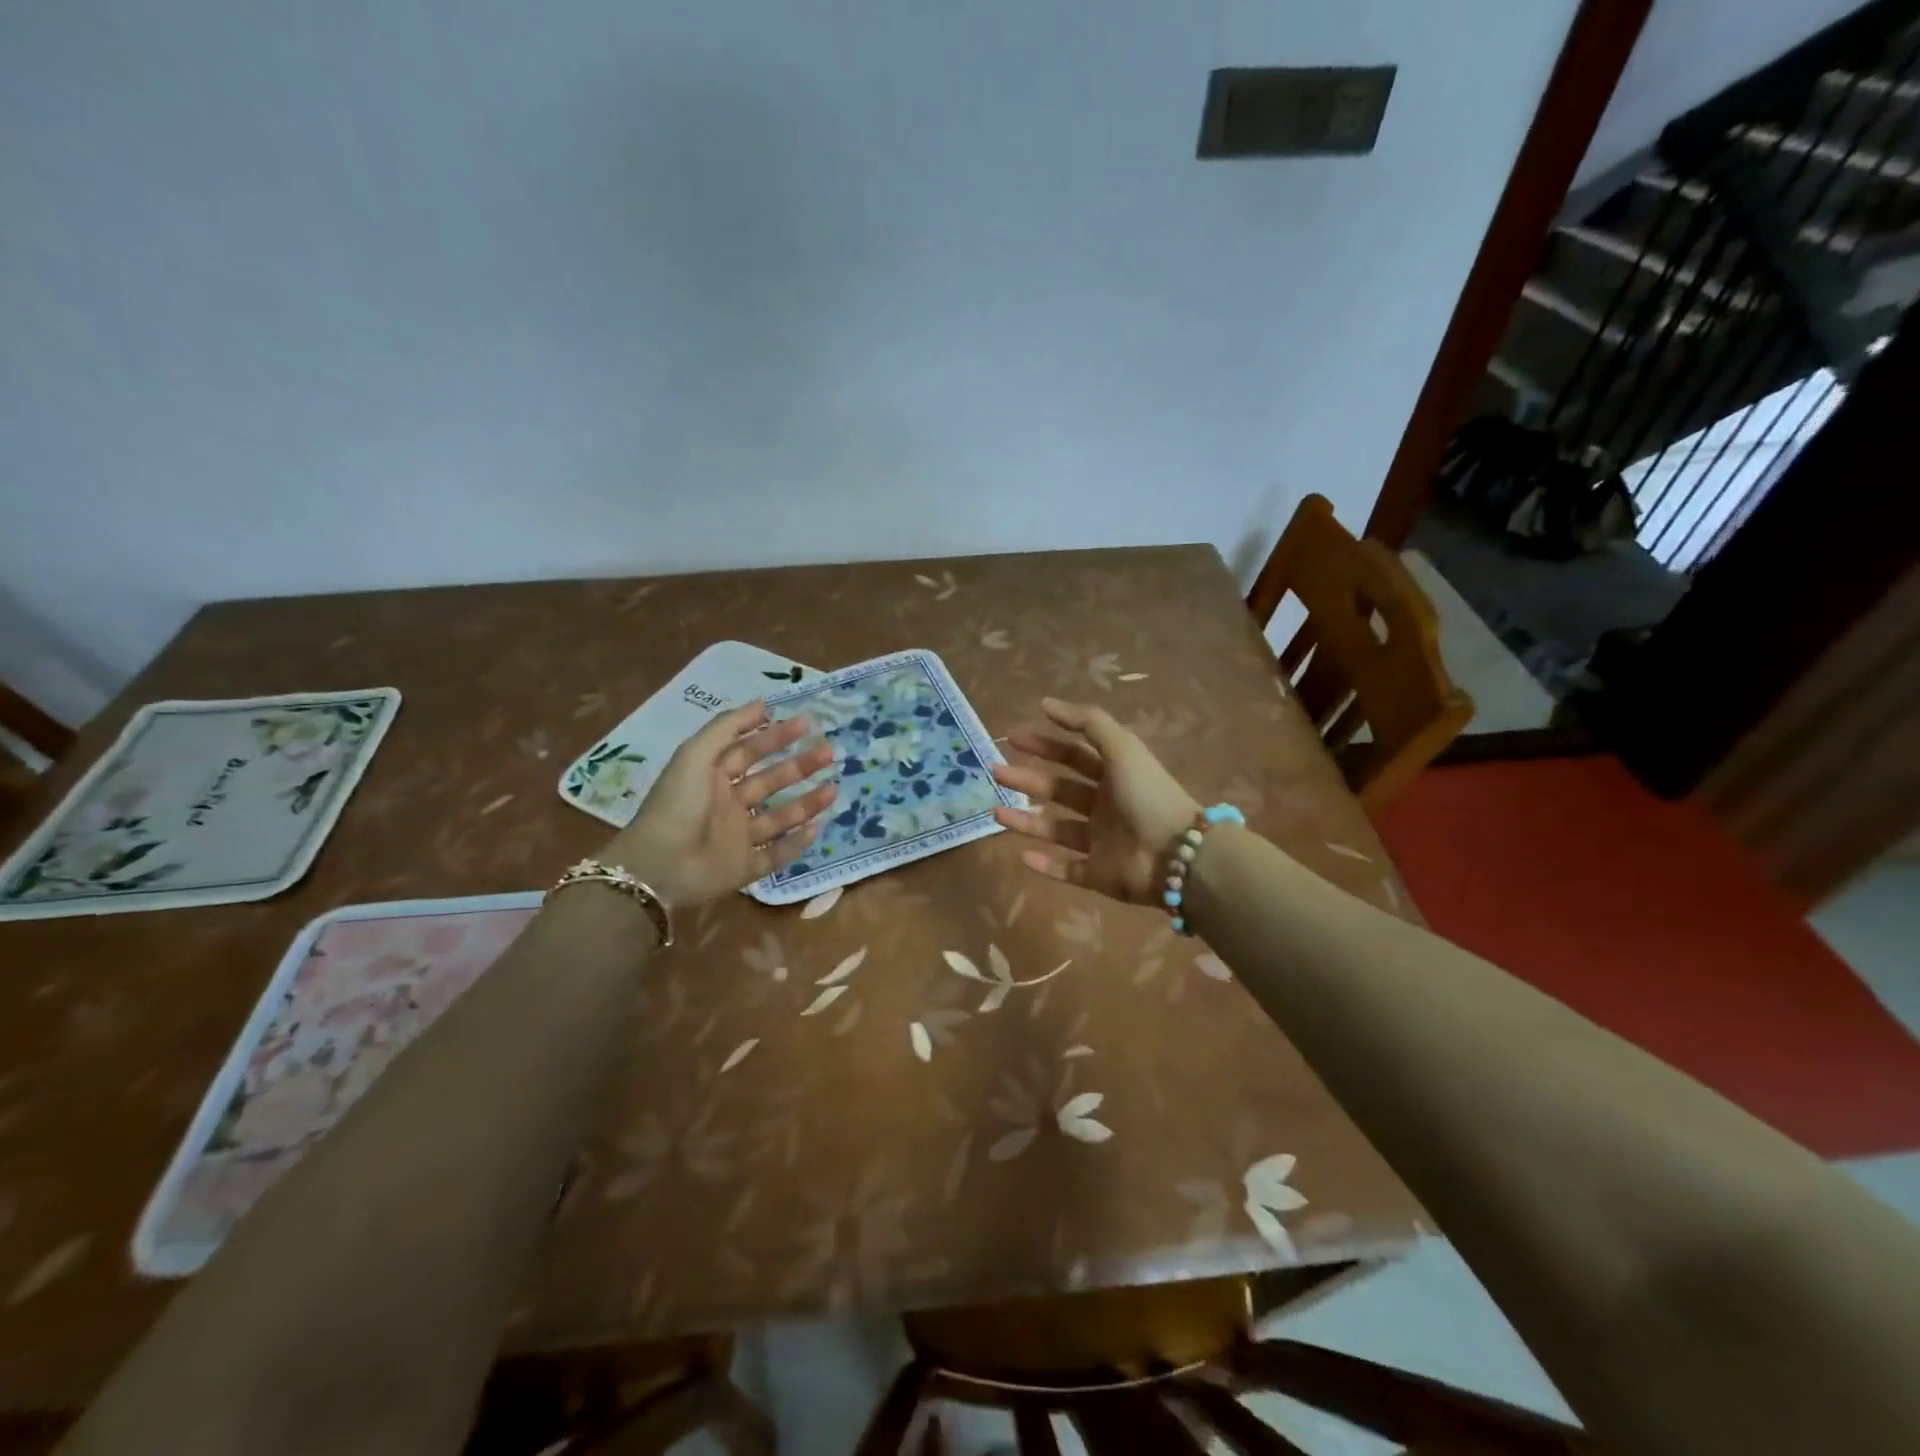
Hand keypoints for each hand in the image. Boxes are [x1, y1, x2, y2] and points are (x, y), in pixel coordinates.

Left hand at [601, 701, 837, 908]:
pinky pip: (776, 854)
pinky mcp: (745, 868)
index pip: (748, 751)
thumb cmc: (678, 805)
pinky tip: (816, 829)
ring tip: (834, 789)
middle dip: (799, 766)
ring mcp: (737, 838)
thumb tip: (762, 703)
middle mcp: (727, 805)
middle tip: (828, 753)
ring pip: (779, 817)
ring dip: (806, 803)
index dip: (774, 736)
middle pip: (770, 782)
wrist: (659, 866)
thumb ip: (727, 727)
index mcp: (712, 778)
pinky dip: (796, 844)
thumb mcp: (695, 755)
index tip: (805, 723)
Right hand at [991, 698, 1198, 905]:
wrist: (1176, 853)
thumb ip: (1088, 723)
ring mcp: (1101, 842)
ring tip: (995, 812)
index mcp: (1114, 775)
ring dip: (1026, 820)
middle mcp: (1106, 806)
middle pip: (1059, 790)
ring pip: (1056, 830)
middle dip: (1027, 779)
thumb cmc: (1147, 794)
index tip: (1014, 737)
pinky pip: (1066, 869)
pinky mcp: (1098, 875)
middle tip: (996, 771)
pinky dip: (1045, 864)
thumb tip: (1046, 703)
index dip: (1045, 744)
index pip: (1074, 755)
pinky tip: (1021, 855)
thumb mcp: (1121, 747)